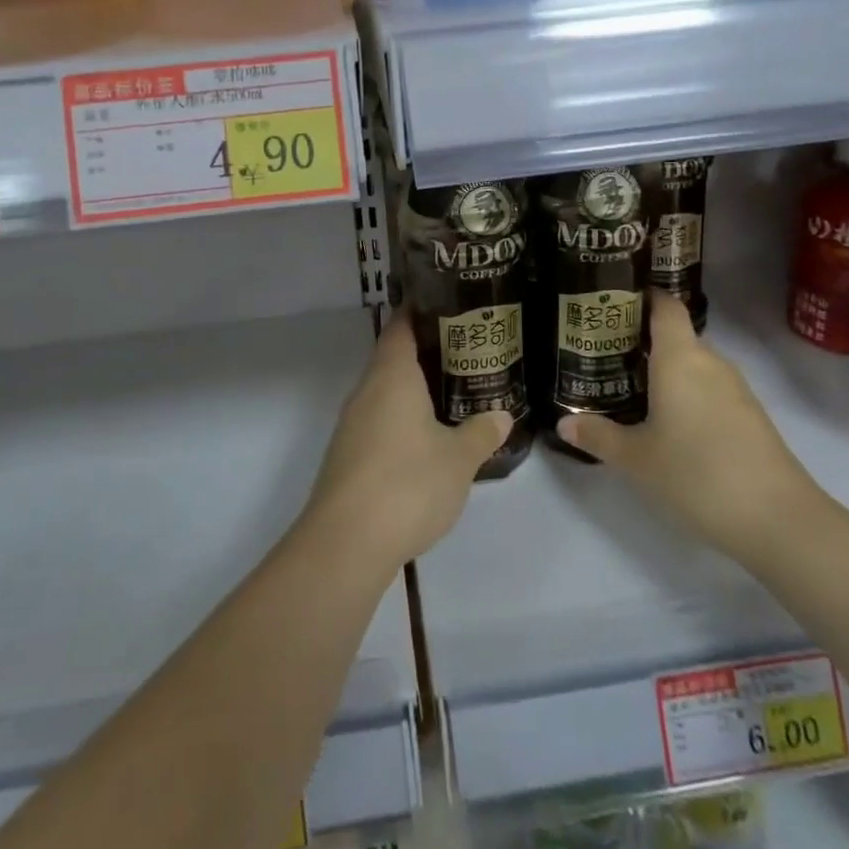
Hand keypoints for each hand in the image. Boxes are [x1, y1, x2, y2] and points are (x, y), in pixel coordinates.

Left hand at [303, 312, 511, 570]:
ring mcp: (352, 424)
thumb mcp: (458, 458)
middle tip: (466, 352)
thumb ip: (481, 432)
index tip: (448, 305)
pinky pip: (379, 421)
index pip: (401, 326)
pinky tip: (426, 438)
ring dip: (414, 389)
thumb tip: (502, 415)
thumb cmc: (407, 484)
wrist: (346, 543)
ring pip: (385, 392)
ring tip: (453, 392)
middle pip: (393, 357)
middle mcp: (367, 391)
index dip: (421, 312)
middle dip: (426, 353)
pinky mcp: (348, 455)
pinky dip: (402, 419)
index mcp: (391, 376)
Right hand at [556, 291, 820, 559]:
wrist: (779, 520)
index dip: (643, 297)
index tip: (614, 302)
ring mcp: (736, 389)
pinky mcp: (751, 415)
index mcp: (680, 357)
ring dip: (666, 370)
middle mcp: (710, 362)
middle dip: (643, 341)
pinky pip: (710, 389)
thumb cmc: (697, 474)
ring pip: (694, 365)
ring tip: (630, 387)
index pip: (665, 306)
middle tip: (606, 354)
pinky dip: (687, 393)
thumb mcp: (637, 458)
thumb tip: (563, 424)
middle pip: (676, 336)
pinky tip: (669, 421)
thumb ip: (598, 436)